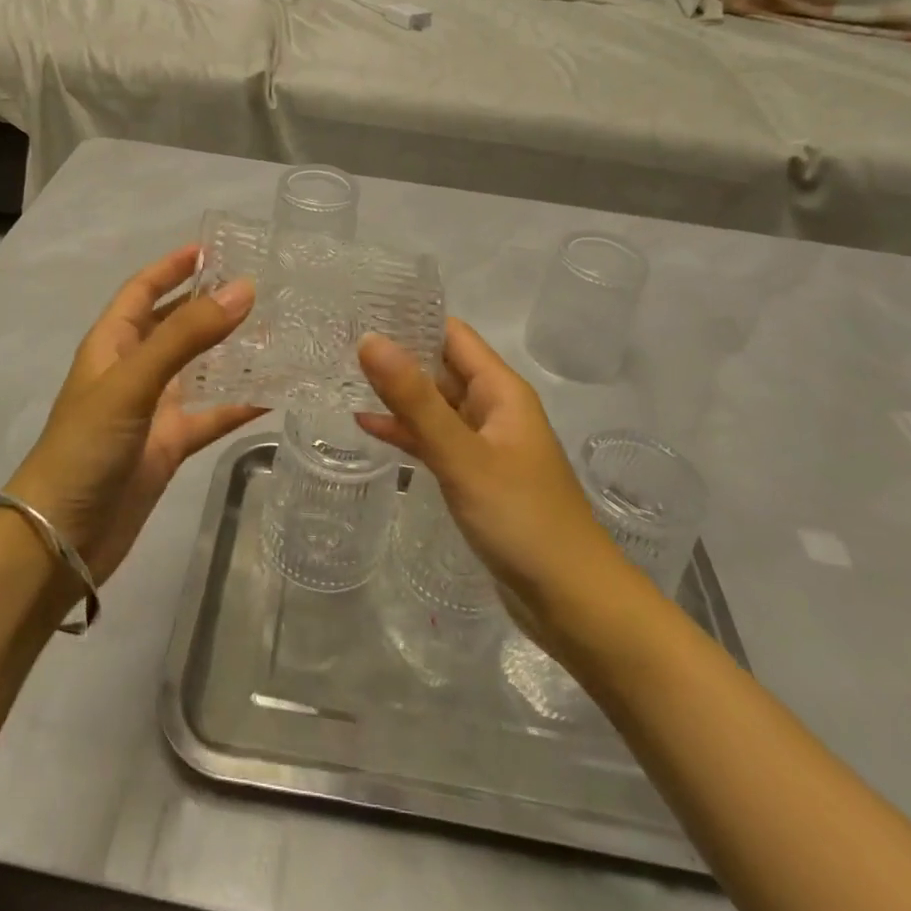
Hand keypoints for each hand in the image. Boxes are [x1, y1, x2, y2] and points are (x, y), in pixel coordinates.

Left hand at [7, 246, 259, 582]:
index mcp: (112, 344)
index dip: (172, 267)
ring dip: (231, 352)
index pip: (142, 290)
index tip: (213, 248)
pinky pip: (211, 415)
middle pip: (175, 325)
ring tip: (278, 333)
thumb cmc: (86, 447)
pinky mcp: (169, 445)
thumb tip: (244, 289)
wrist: (60, 540)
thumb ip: (187, 335)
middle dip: (209, 305)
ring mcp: (152, 409)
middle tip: (260, 289)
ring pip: (199, 369)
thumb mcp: (133, 382)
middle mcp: (133, 370)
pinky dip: (239, 405)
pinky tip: (275, 394)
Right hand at [357, 319, 619, 619]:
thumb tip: (369, 338)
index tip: (359, 308)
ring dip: (396, 394)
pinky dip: (406, 432)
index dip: (410, 318)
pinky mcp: (476, 477)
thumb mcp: (462, 455)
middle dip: (396, 354)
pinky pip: (435, 441)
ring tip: (341, 376)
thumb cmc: (522, 518)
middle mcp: (493, 408)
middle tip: (337, 341)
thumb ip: (414, 399)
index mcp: (500, 390)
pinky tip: (367, 427)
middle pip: (440, 367)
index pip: (451, 334)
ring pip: (434, 405)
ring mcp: (485, 444)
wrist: (573, 602)